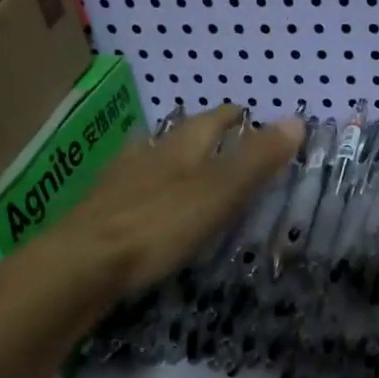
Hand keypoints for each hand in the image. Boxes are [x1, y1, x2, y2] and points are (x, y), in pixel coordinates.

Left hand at [40, 104, 302, 301]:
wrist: (82, 264)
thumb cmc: (158, 226)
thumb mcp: (218, 193)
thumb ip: (255, 161)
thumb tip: (296, 120)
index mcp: (177, 149)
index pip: (209, 122)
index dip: (230, 117)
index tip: (245, 113)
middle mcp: (145, 157)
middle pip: (174, 137)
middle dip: (197, 135)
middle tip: (216, 137)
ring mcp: (117, 185)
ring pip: (147, 160)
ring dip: (166, 158)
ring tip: (179, 165)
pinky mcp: (100, 215)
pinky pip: (129, 191)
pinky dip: (144, 189)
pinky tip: (142, 204)